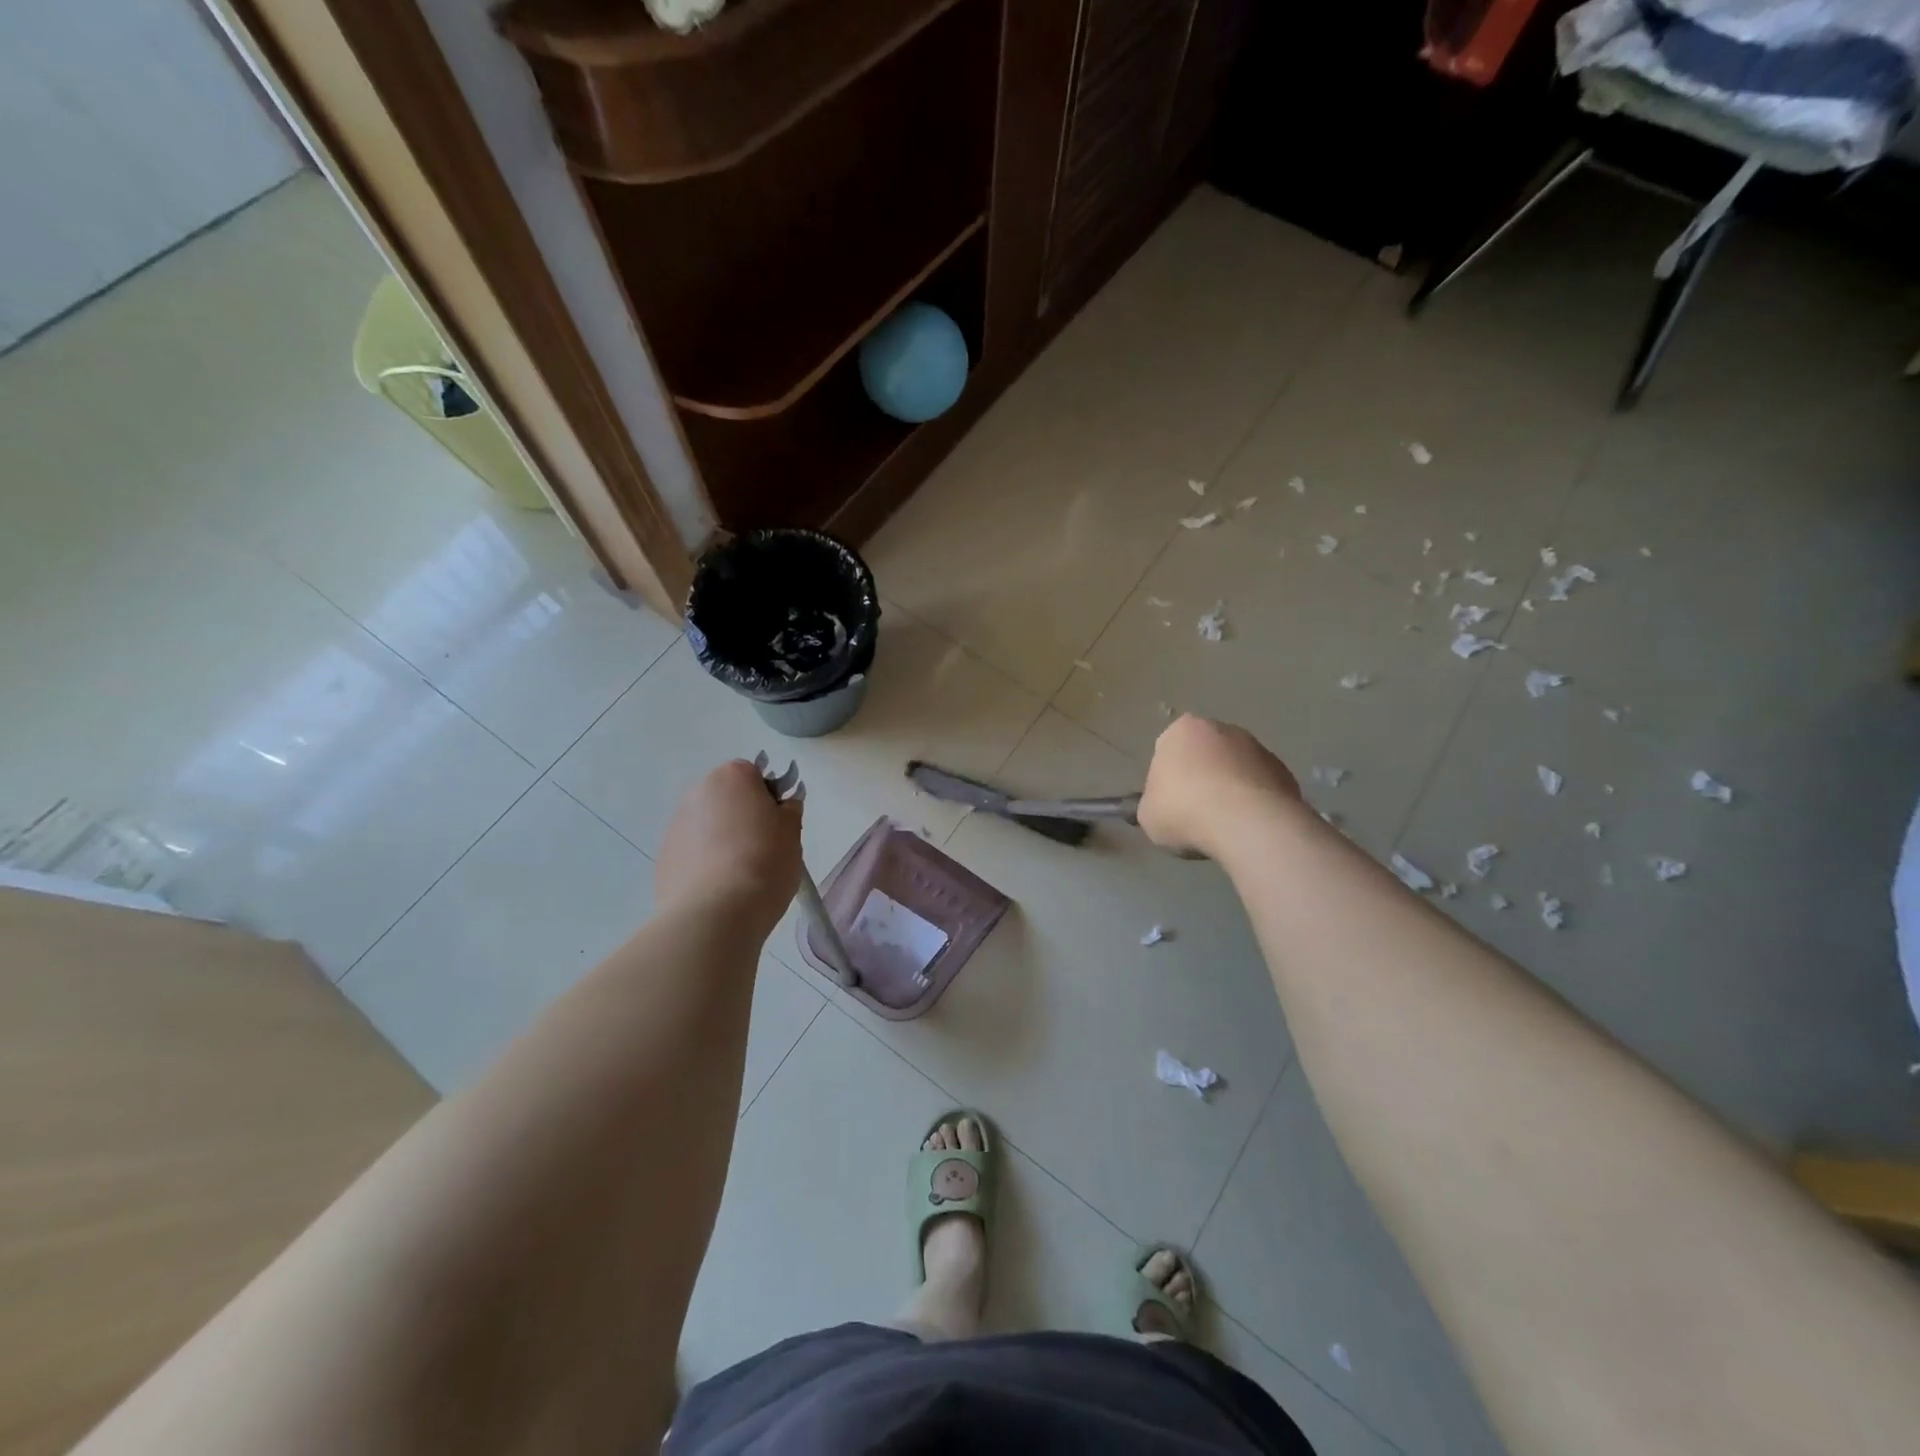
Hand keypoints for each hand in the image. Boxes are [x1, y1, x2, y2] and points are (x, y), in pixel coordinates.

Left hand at [655, 760, 802, 938]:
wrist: (716, 913)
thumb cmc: (764, 861)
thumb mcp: (792, 832)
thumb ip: (789, 810)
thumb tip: (783, 804)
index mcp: (731, 777)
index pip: (754, 775)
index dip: (768, 798)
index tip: (778, 825)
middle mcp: (697, 792)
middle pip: (727, 799)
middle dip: (743, 817)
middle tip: (764, 848)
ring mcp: (675, 825)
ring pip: (707, 826)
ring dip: (722, 840)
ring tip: (741, 874)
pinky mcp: (663, 858)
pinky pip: (692, 852)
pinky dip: (705, 863)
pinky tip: (720, 888)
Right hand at [1136, 715, 1301, 859]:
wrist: (1246, 823)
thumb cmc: (1184, 810)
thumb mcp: (1148, 815)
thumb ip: (1153, 804)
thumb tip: (1163, 807)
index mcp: (1181, 730)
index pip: (1167, 752)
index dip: (1167, 781)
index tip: (1170, 806)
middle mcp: (1221, 729)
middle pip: (1205, 756)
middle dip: (1201, 780)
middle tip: (1196, 815)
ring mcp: (1257, 748)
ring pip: (1235, 770)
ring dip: (1230, 791)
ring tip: (1225, 826)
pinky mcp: (1284, 771)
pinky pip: (1260, 788)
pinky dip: (1254, 803)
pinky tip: (1248, 827)